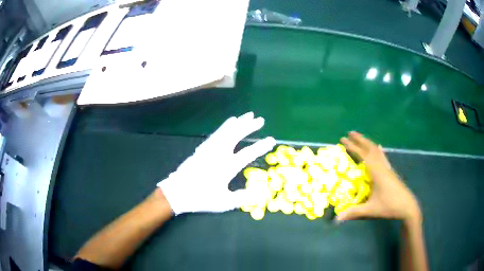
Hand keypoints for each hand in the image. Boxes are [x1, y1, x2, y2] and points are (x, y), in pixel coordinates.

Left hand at [157, 112, 275, 214]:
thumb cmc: (201, 198)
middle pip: (236, 135)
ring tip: (247, 115)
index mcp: (226, 167)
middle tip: (260, 120)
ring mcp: (209, 149)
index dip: (261, 146)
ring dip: (238, 123)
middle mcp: (219, 154)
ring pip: (225, 131)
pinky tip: (228, 124)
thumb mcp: (223, 202)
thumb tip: (259, 193)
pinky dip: (224, 127)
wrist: (177, 192)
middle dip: (249, 126)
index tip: (271, 140)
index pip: (248, 154)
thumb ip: (242, 197)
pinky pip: (216, 134)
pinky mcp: (202, 149)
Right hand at [337, 132, 421, 223]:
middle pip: (371, 148)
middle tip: (350, 132)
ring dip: (368, 143)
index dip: (352, 147)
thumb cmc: (390, 206)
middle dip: (360, 140)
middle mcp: (382, 166)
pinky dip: (378, 150)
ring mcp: (388, 168)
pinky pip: (383, 156)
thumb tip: (336, 219)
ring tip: (361, 138)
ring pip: (377, 151)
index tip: (343, 139)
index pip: (363, 155)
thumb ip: (354, 212)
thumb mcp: (371, 210)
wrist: (407, 206)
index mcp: (377, 172)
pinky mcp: (391, 172)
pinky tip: (379, 148)